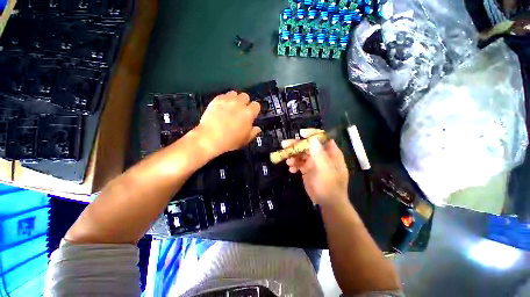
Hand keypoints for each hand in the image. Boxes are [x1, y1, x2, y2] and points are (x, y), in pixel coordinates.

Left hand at [195, 91, 260, 157]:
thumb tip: (257, 128)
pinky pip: (223, 95)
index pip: (256, 105)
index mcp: (248, 113)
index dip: (253, 110)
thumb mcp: (244, 140)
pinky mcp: (216, 99)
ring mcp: (227, 100)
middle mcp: (239, 103)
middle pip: (245, 96)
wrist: (209, 137)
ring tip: (229, 106)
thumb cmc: (228, 141)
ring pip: (234, 93)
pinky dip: (223, 100)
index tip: (250, 115)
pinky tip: (220, 107)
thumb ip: (253, 133)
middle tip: (239, 110)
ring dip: (233, 98)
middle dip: (243, 102)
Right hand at [282, 128, 349, 207]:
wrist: (329, 203)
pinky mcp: (307, 171)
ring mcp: (314, 163)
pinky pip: (299, 164)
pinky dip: (294, 165)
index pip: (321, 138)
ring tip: (288, 162)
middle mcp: (322, 155)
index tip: (301, 134)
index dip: (312, 134)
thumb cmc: (331, 186)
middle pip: (308, 145)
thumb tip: (313, 140)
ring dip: (293, 155)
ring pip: (302, 154)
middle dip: (297, 145)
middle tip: (284, 145)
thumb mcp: (327, 170)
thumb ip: (320, 155)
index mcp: (331, 153)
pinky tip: (291, 170)